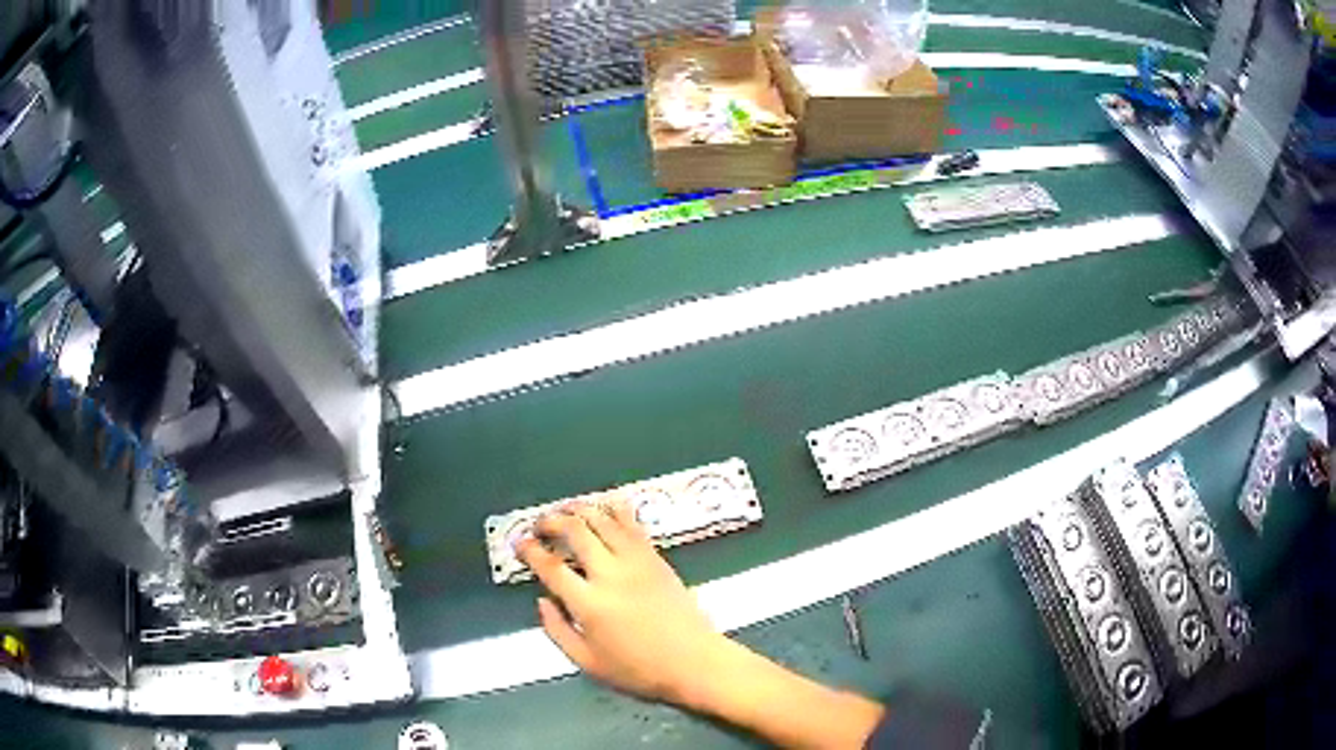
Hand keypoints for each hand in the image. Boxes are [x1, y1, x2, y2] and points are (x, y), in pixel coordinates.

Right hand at [517, 498, 731, 705]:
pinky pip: (632, 524)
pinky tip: (605, 505)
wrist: (695, 662)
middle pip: (575, 531)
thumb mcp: (588, 663)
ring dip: (579, 509)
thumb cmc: (639, 671)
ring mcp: (637, 562)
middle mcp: (611, 575)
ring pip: (602, 520)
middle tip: (539, 525)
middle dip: (551, 521)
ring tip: (565, 510)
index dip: (530, 551)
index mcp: (589, 604)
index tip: (519, 544)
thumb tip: (542, 601)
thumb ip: (558, 631)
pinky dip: (615, 509)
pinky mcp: (657, 558)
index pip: (551, 566)